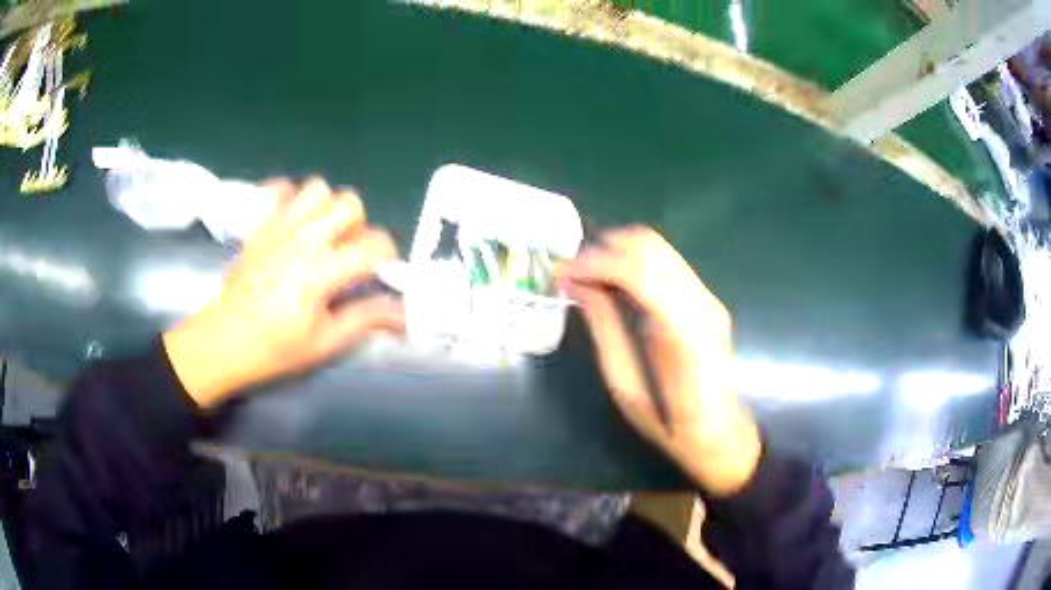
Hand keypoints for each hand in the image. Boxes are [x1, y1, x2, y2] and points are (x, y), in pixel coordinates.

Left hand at [163, 179, 404, 407]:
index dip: (388, 258)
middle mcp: (301, 238)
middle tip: (347, 254)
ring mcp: (277, 226)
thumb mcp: (324, 343)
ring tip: (321, 235)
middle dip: (358, 226)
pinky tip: (292, 220)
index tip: (380, 274)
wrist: (222, 342)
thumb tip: (402, 313)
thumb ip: (365, 319)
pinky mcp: (258, 225)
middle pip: (349, 204)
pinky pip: (277, 189)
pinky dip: (289, 196)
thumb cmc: (273, 349)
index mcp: (320, 270)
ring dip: (327, 208)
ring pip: (317, 189)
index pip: (374, 245)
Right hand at [565, 226, 760, 496]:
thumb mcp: (626, 386)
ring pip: (656, 246)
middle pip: (649, 245)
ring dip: (616, 251)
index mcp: (685, 333)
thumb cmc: (671, 424)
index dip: (595, 263)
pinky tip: (612, 282)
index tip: (563, 274)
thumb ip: (605, 329)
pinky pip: (664, 262)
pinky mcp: (705, 298)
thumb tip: (577, 285)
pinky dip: (631, 261)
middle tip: (571, 273)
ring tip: (587, 276)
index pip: (639, 270)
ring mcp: (707, 297)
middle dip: (603, 249)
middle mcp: (701, 303)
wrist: (721, 432)